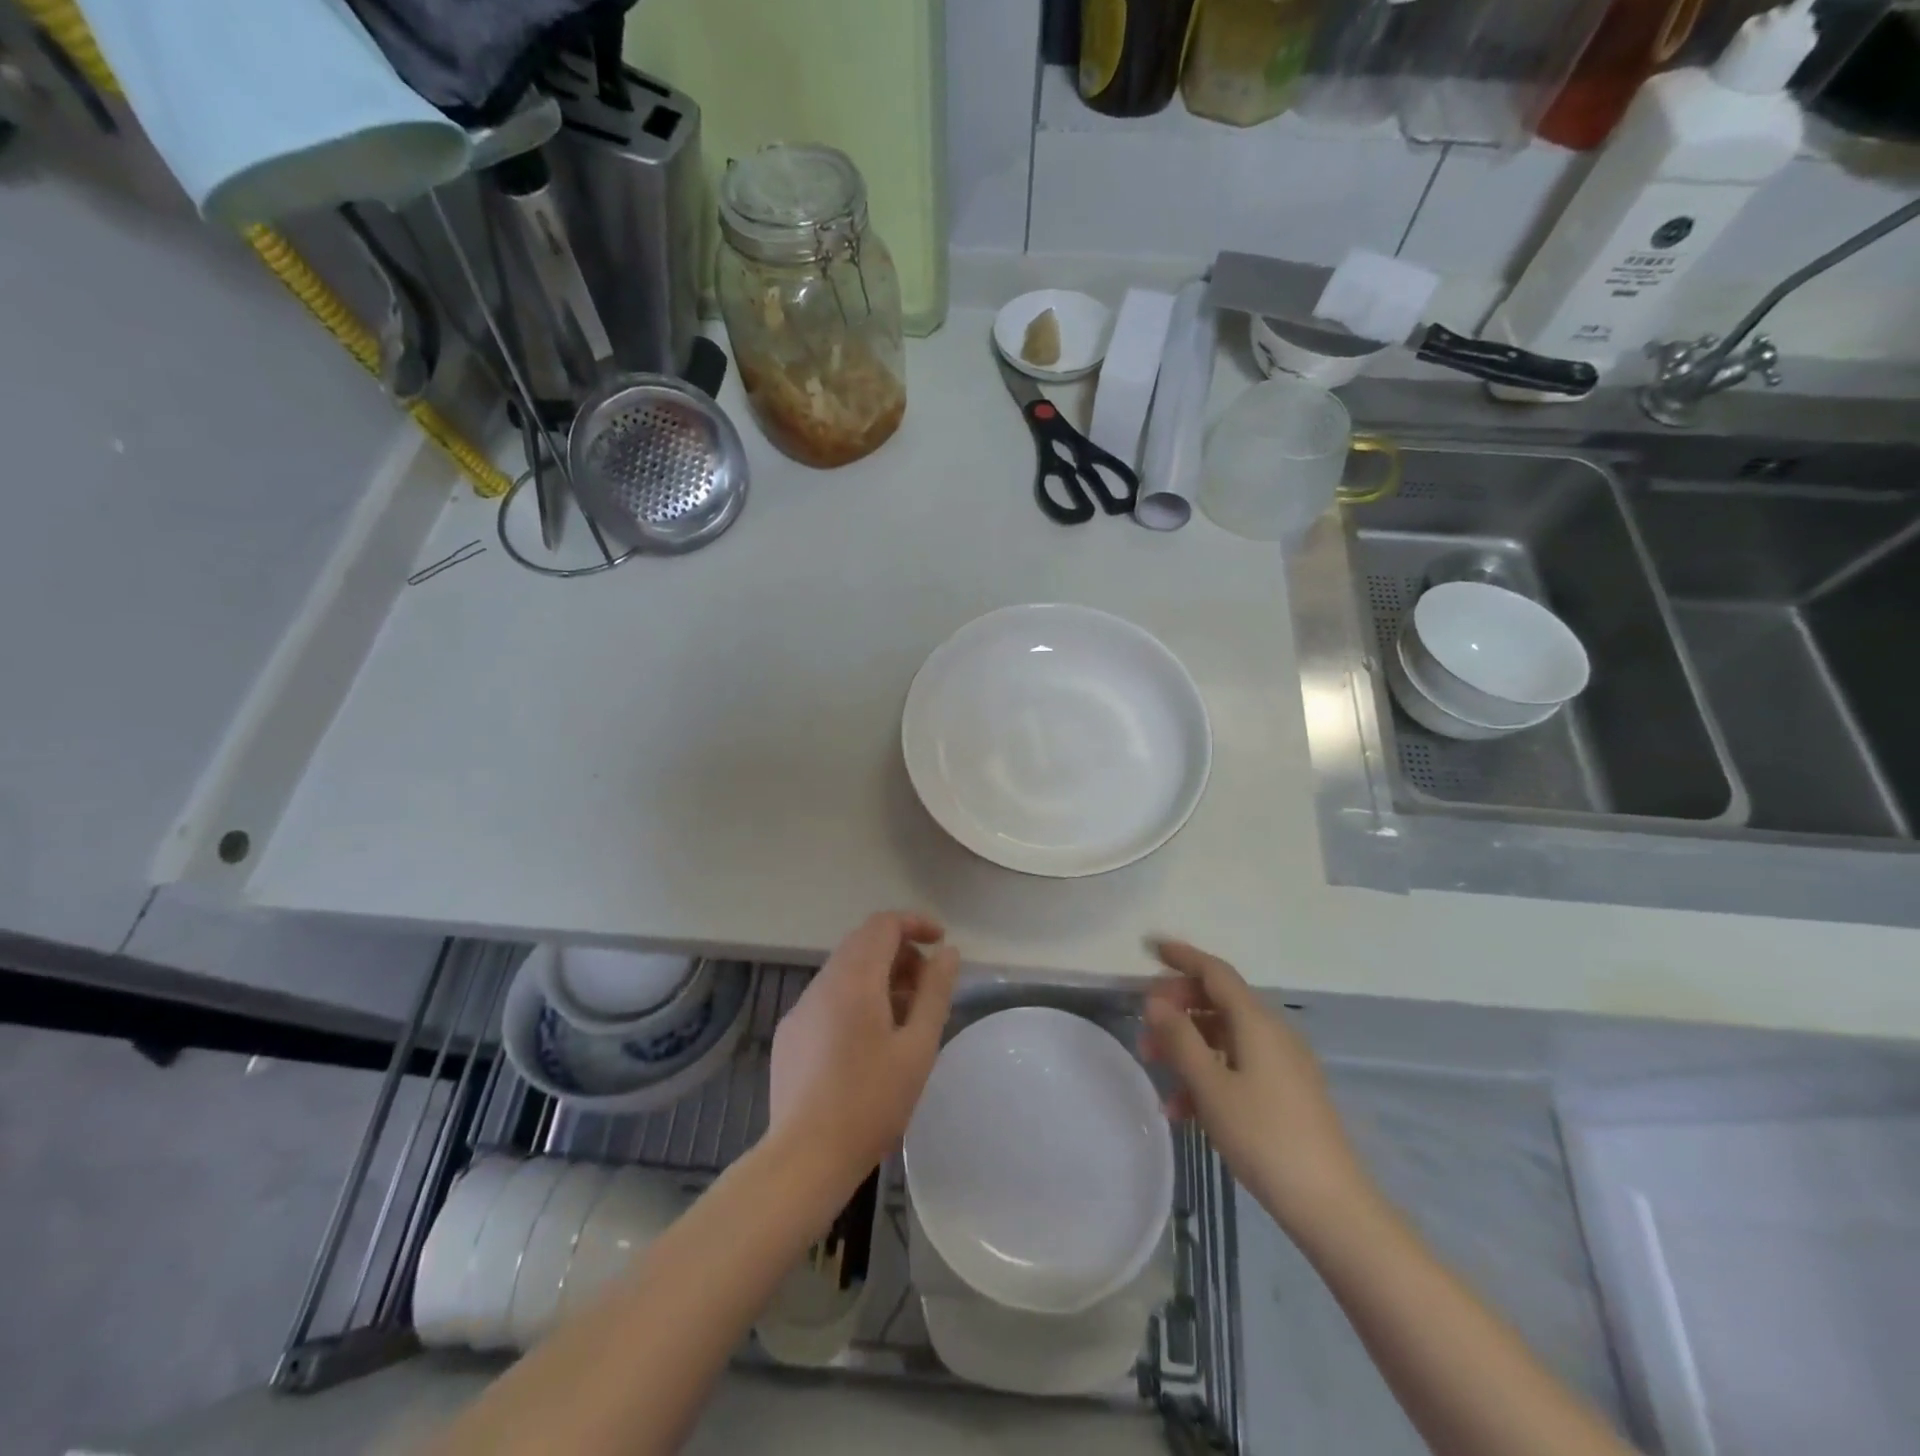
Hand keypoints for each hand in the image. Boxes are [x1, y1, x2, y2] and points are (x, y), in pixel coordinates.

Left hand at [769, 912, 959, 1182]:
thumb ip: (935, 992)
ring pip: (845, 971)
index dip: (915, 924)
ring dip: (879, 977)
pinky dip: (856, 998)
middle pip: (863, 943)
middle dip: (901, 953)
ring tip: (905, 1018)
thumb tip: (948, 953)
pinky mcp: (791, 1034)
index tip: (941, 943)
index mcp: (855, 979)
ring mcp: (801, 1008)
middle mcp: (823, 983)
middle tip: (928, 987)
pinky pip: (828, 998)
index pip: (883, 924)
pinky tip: (869, 1043)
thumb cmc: (871, 1102)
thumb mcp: (918, 1047)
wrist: (804, 1158)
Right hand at [1143, 939, 1373, 1232]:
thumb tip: (1155, 1001)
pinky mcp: (1285, 1092)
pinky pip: (1237, 1065)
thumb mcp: (1211, 1086)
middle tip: (1144, 1027)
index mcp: (1256, 1021)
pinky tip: (1182, 1109)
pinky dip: (1207, 1074)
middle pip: (1217, 1001)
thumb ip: (1180, 1039)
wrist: (1331, 1205)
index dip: (1182, 956)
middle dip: (1177, 1009)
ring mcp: (1282, 1063)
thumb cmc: (1264, 1137)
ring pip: (1224, 1037)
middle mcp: (1272, 1032)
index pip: (1214, 971)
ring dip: (1187, 1045)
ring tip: (1155, 1070)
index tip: (1149, 948)